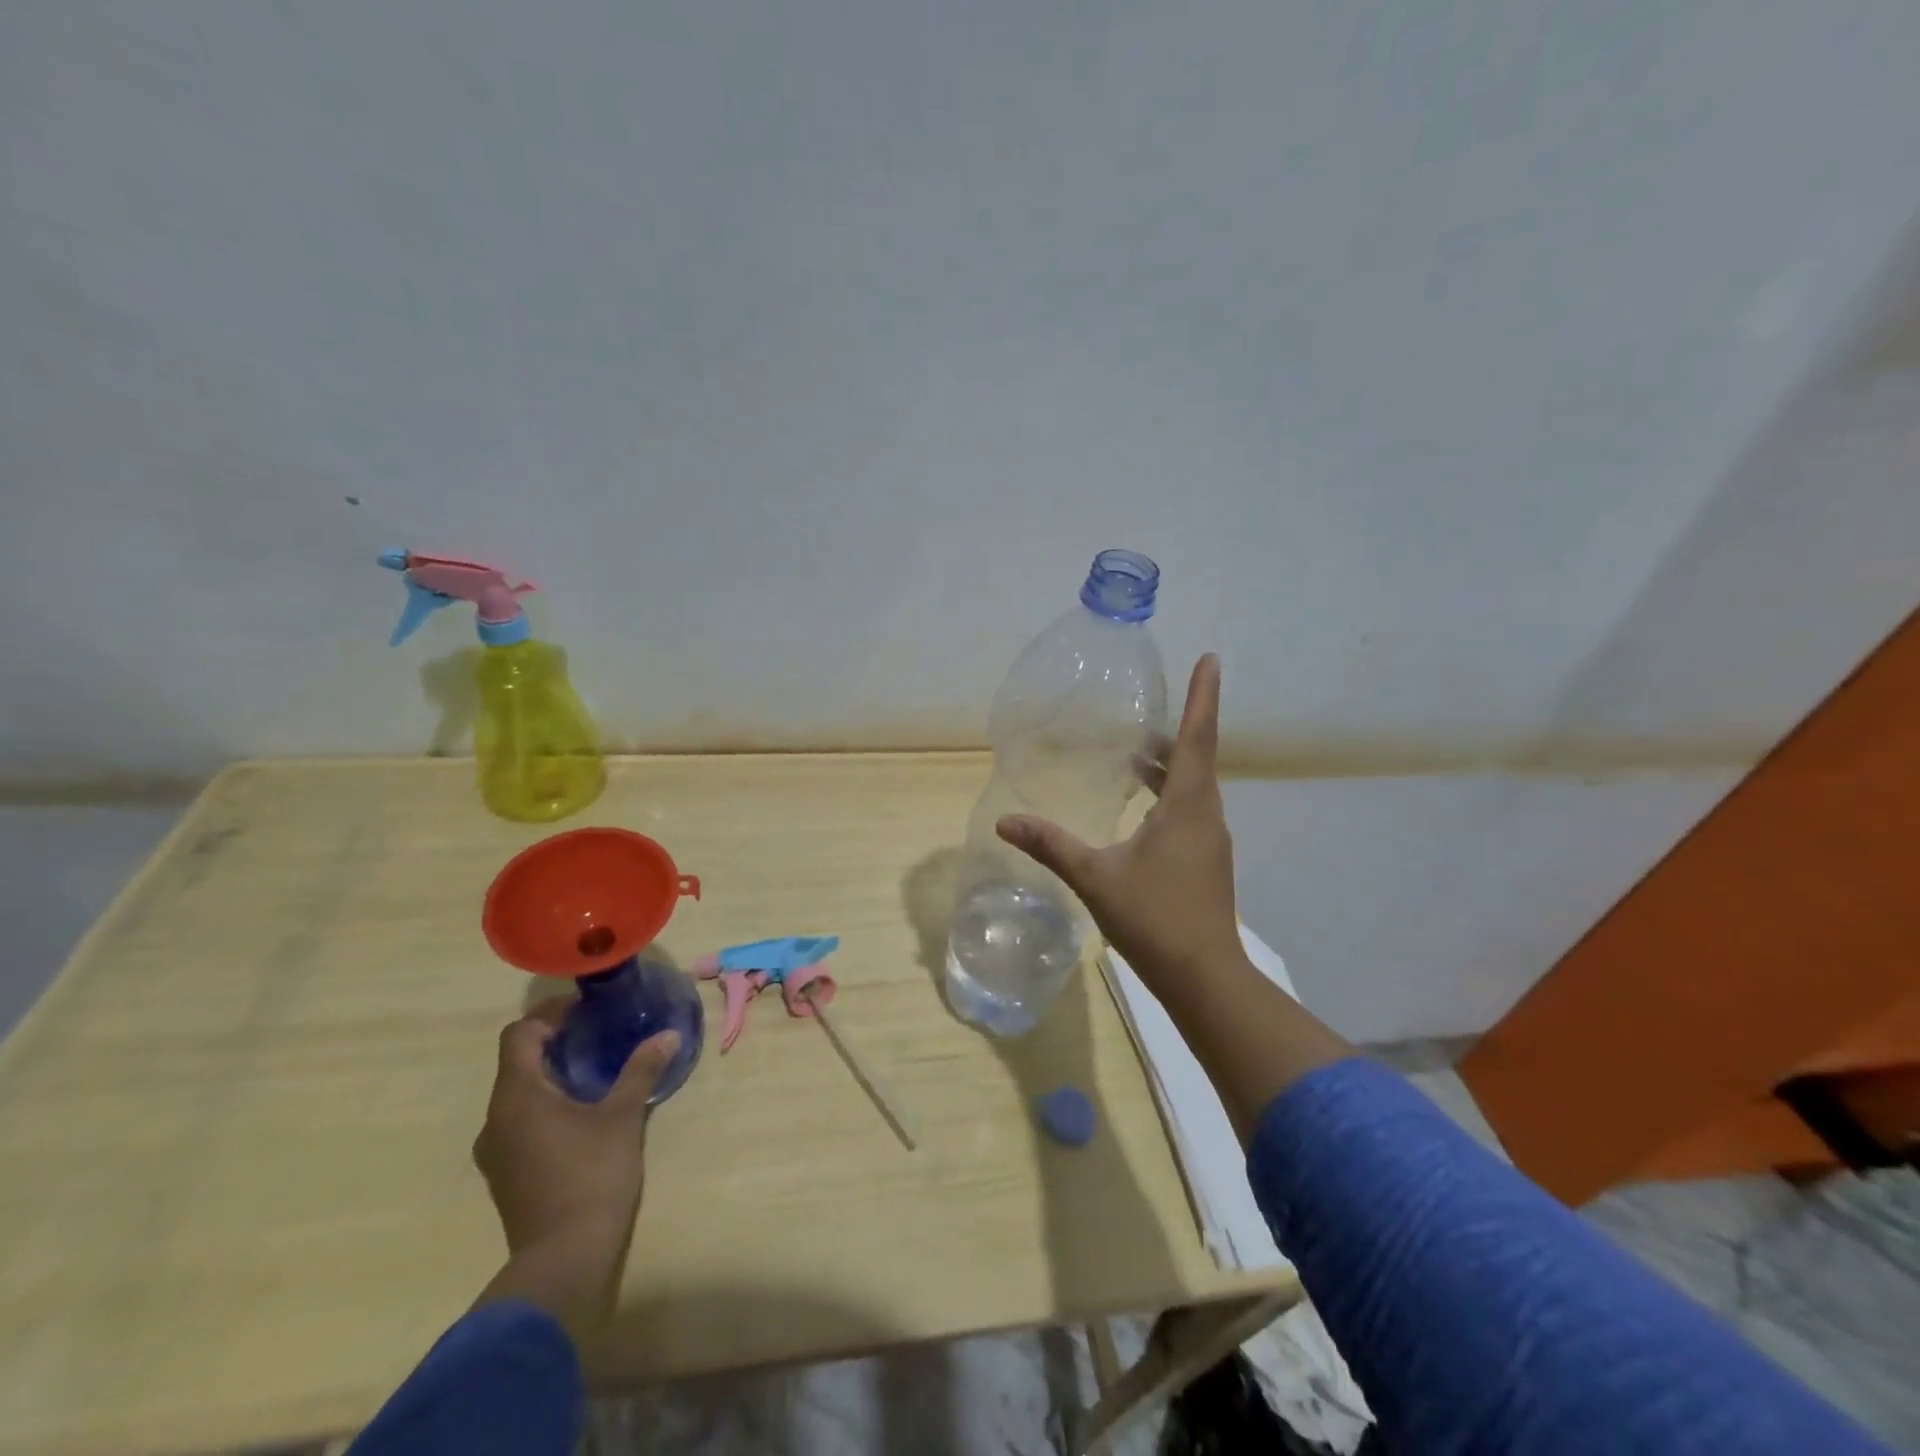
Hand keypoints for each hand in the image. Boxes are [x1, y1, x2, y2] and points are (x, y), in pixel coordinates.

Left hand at [471, 1000, 679, 1334]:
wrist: (563, 1259)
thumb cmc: (591, 1176)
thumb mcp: (623, 1116)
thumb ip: (641, 1071)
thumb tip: (668, 1035)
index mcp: (518, 1096)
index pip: (519, 1035)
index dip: (549, 1014)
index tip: (585, 1009)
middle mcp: (496, 1118)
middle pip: (517, 1062)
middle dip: (554, 1042)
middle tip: (598, 1033)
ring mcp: (497, 1150)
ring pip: (518, 1093)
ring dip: (551, 1074)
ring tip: (594, 1070)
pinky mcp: (506, 1173)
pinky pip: (520, 1121)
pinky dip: (546, 1104)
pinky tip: (582, 1113)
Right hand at [1000, 653, 1351, 1138]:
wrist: (1204, 977)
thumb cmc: (1154, 917)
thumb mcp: (1095, 876)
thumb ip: (1051, 845)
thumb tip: (1006, 822)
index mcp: (1187, 805)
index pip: (1197, 736)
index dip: (1203, 695)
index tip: (1211, 658)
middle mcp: (1206, 815)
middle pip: (1194, 759)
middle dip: (1172, 734)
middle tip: (1140, 721)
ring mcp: (1210, 840)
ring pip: (1193, 788)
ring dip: (1168, 769)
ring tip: (1134, 759)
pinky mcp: (1207, 862)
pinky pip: (1190, 812)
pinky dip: (1169, 796)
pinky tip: (1140, 812)